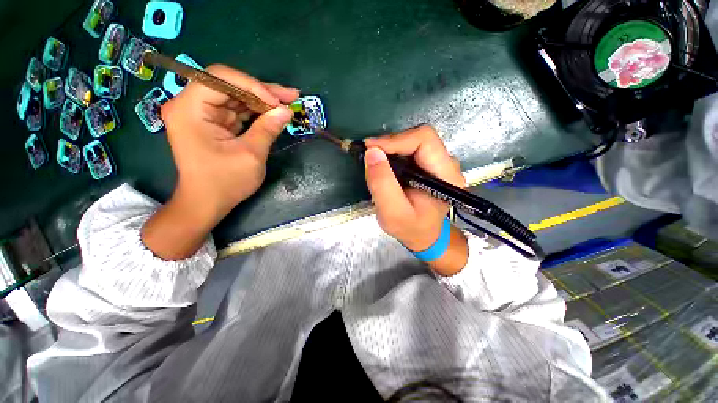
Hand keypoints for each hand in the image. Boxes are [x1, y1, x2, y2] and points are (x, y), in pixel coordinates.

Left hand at [142, 65, 298, 259]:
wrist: (207, 203)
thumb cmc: (225, 182)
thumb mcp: (250, 155)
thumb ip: (267, 129)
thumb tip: (286, 110)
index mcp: (190, 109)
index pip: (221, 79)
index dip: (253, 86)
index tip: (278, 103)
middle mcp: (191, 105)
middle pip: (230, 85)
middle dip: (262, 92)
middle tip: (291, 96)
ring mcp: (201, 114)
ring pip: (236, 97)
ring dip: (262, 100)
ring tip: (288, 103)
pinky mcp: (212, 123)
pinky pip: (237, 110)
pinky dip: (256, 112)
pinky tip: (274, 113)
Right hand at [364, 125, 468, 274]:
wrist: (422, 235)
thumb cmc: (410, 228)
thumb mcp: (392, 213)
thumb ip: (382, 184)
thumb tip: (372, 152)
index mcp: (446, 177)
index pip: (424, 140)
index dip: (396, 140)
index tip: (370, 148)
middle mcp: (448, 165)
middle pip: (420, 137)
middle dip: (391, 143)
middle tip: (370, 154)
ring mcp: (440, 163)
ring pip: (414, 141)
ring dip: (392, 148)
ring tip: (375, 161)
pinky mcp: (430, 165)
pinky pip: (411, 149)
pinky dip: (394, 152)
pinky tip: (385, 164)